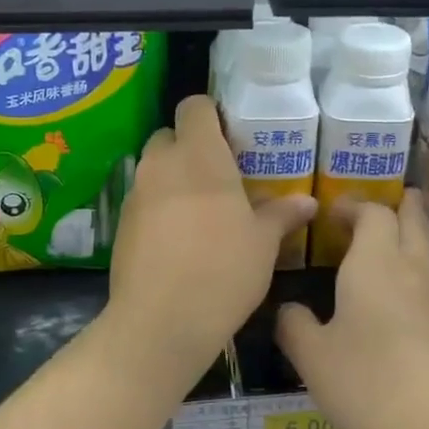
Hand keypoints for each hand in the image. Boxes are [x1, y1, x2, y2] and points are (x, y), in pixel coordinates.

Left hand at [107, 95, 314, 387]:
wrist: (161, 322)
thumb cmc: (223, 270)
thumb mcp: (263, 243)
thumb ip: (282, 214)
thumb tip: (308, 202)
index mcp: (199, 155)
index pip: (194, 106)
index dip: (211, 115)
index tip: (232, 138)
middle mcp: (161, 164)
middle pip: (170, 136)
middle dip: (191, 148)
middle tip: (221, 176)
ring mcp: (135, 194)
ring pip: (154, 169)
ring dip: (174, 179)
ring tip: (202, 211)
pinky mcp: (120, 225)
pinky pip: (143, 201)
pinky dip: (159, 208)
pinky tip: (179, 240)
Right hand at [275, 191, 428, 428]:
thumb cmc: (370, 382)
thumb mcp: (314, 358)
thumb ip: (294, 326)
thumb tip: (289, 310)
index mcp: (374, 262)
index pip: (372, 213)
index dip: (354, 206)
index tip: (332, 211)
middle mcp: (409, 269)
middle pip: (412, 219)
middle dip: (399, 205)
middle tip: (379, 204)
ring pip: (423, 250)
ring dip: (407, 237)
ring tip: (381, 245)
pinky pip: (426, 283)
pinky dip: (410, 273)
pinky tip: (392, 298)